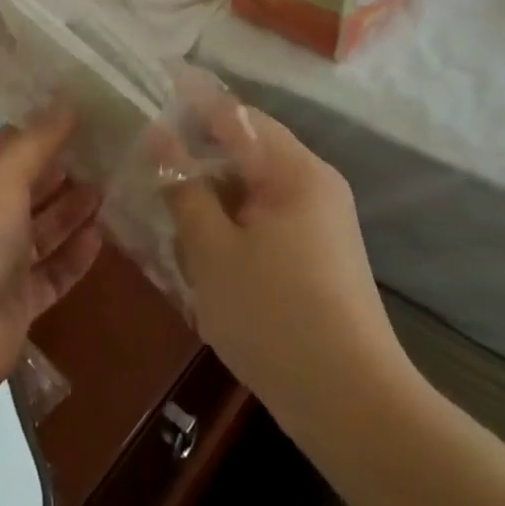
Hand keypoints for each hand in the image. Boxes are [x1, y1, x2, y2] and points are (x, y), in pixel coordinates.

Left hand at [0, 109, 103, 411]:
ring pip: (42, 229)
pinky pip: (51, 272)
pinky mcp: (17, 302)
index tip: (78, 114)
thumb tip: (67, 102)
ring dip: (71, 210)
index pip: (4, 146)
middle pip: (26, 186)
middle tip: (105, 150)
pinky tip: (101, 237)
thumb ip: (38, 140)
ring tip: (109, 186)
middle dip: (61, 169)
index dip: (37, 130)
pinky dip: (74, 256)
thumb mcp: (3, 175)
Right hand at [161, 97, 410, 411]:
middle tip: (149, 157)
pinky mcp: (323, 247)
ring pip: (255, 178)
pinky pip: (270, 208)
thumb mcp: (212, 251)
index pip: (233, 112)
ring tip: (170, 198)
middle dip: (197, 147)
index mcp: (292, 168)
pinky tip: (206, 238)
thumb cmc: (275, 319)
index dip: (188, 102)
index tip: (148, 96)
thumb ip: (183, 186)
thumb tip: (158, 135)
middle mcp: (314, 179)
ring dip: (214, 184)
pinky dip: (236, 212)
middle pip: (245, 143)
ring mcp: (323, 214)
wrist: (356, 409)